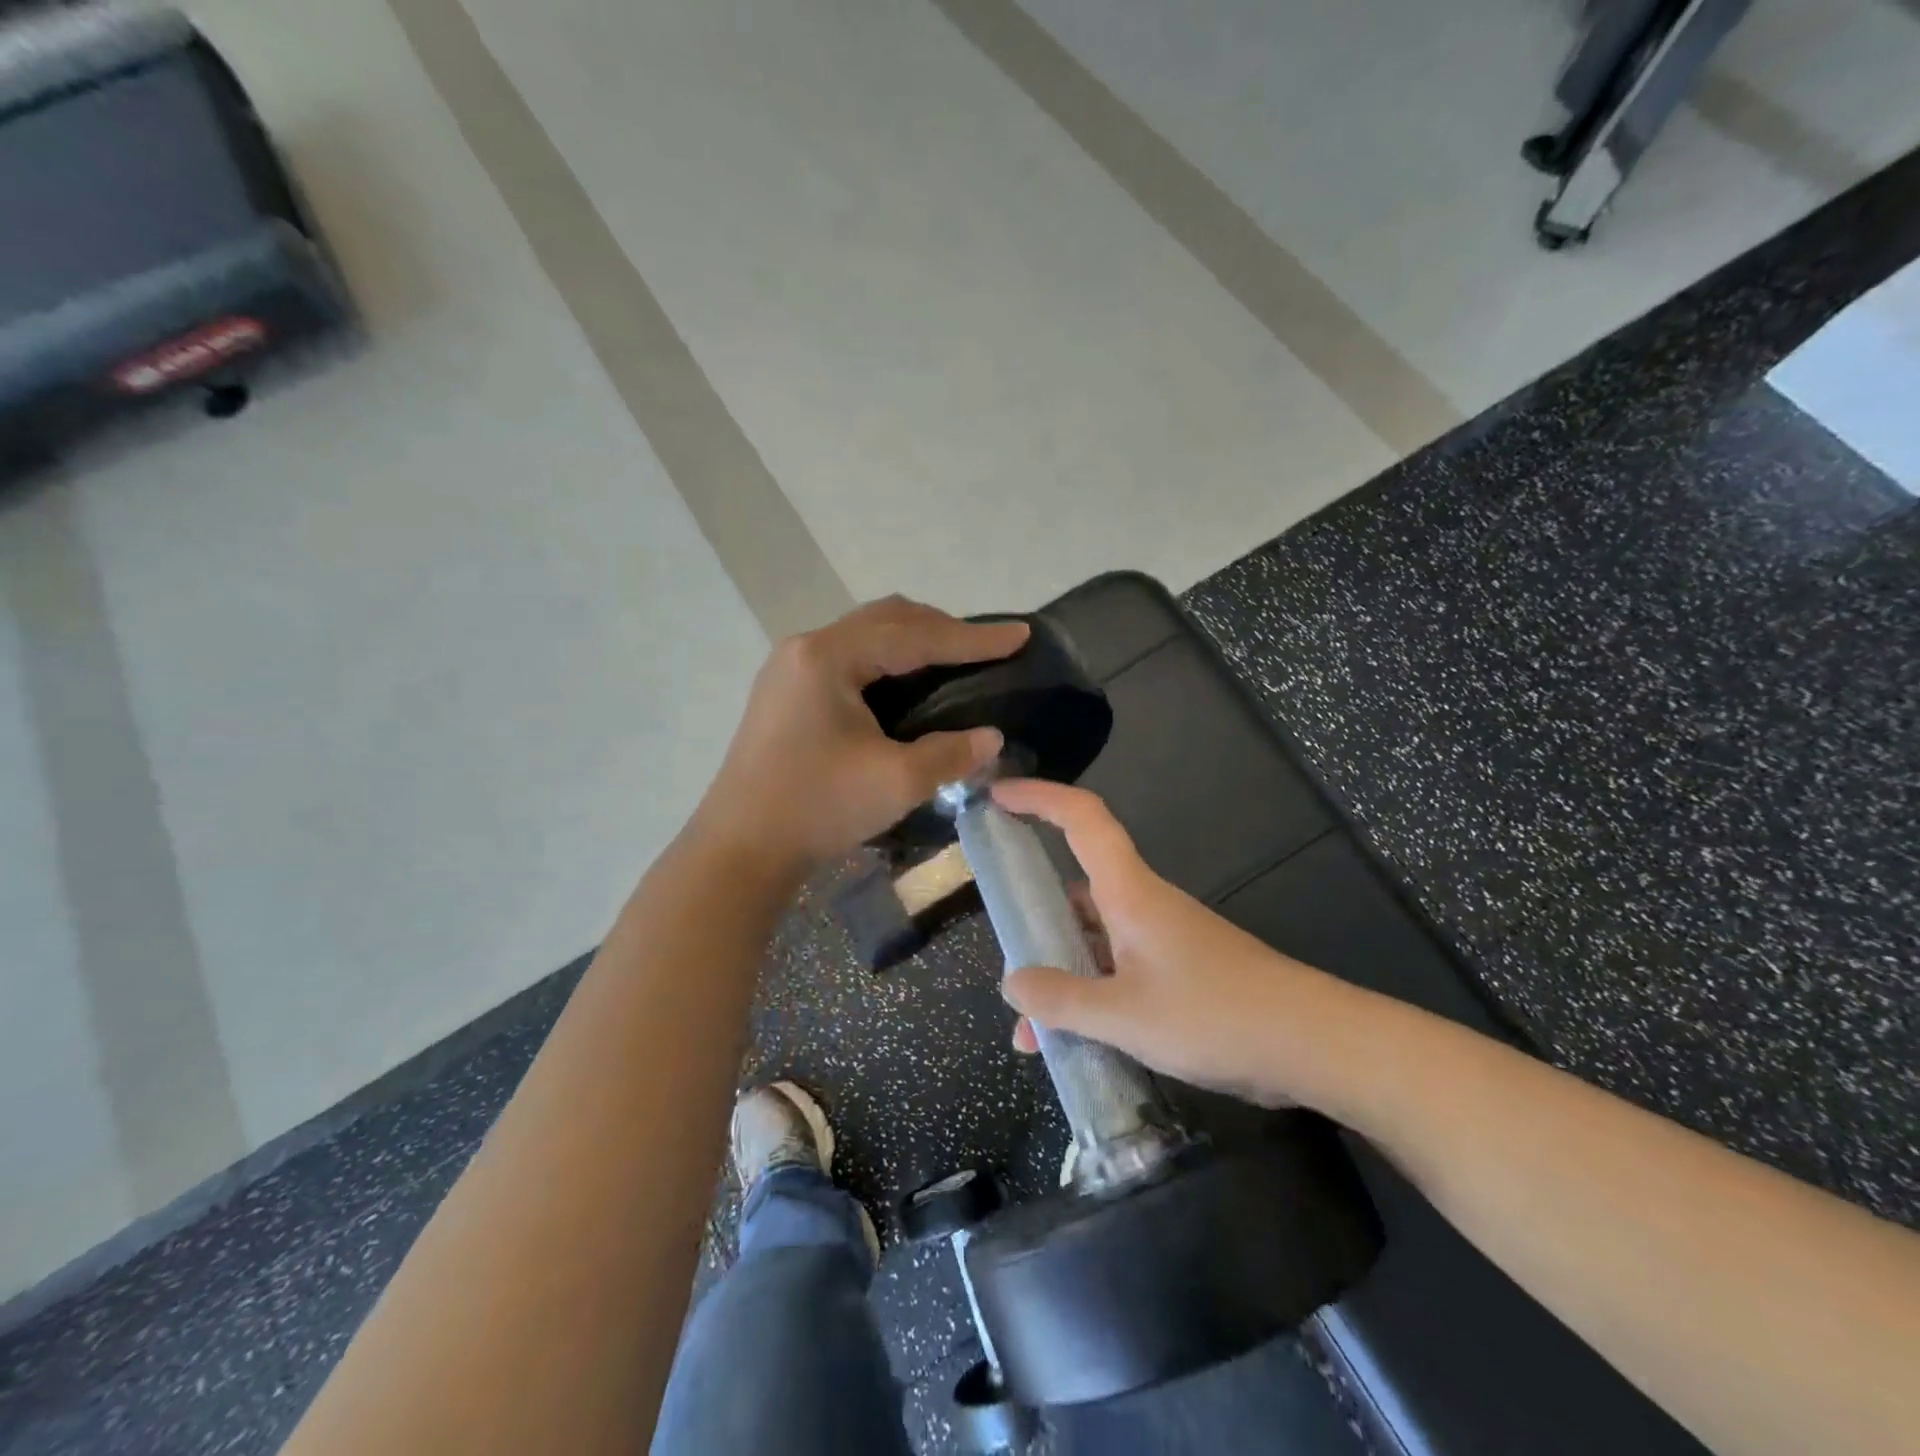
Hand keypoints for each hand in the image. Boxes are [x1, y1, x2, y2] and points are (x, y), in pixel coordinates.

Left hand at [696, 597, 1029, 876]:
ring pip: (864, 636)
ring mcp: (790, 670)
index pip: (914, 635)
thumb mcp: (896, 781)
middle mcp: (806, 649)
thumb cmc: (817, 807)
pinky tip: (905, 685)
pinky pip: (847, 659)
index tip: (1019, 636)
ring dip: (912, 641)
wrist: (740, 849)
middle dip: (941, 629)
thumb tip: (992, 737)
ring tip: (953, 659)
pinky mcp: (785, 694)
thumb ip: (951, 752)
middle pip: (886, 620)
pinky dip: (885, 662)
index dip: (972, 638)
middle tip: (985, 648)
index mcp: (829, 657)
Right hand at [995, 779, 1329, 1107]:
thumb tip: (1012, 983)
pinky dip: (1091, 996)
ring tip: (1028, 1026)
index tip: (997, 796)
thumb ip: (1062, 1000)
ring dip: (1061, 971)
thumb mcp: (1126, 1015)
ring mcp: (1162, 940)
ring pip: (1095, 939)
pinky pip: (1118, 971)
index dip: (1038, 797)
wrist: (1313, 1043)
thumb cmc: (1216, 1014)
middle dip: (1035, 913)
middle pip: (1077, 887)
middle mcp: (1142, 906)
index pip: (1080, 819)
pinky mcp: (1179, 972)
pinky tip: (1075, 1043)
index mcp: (1129, 893)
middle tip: (1002, 945)